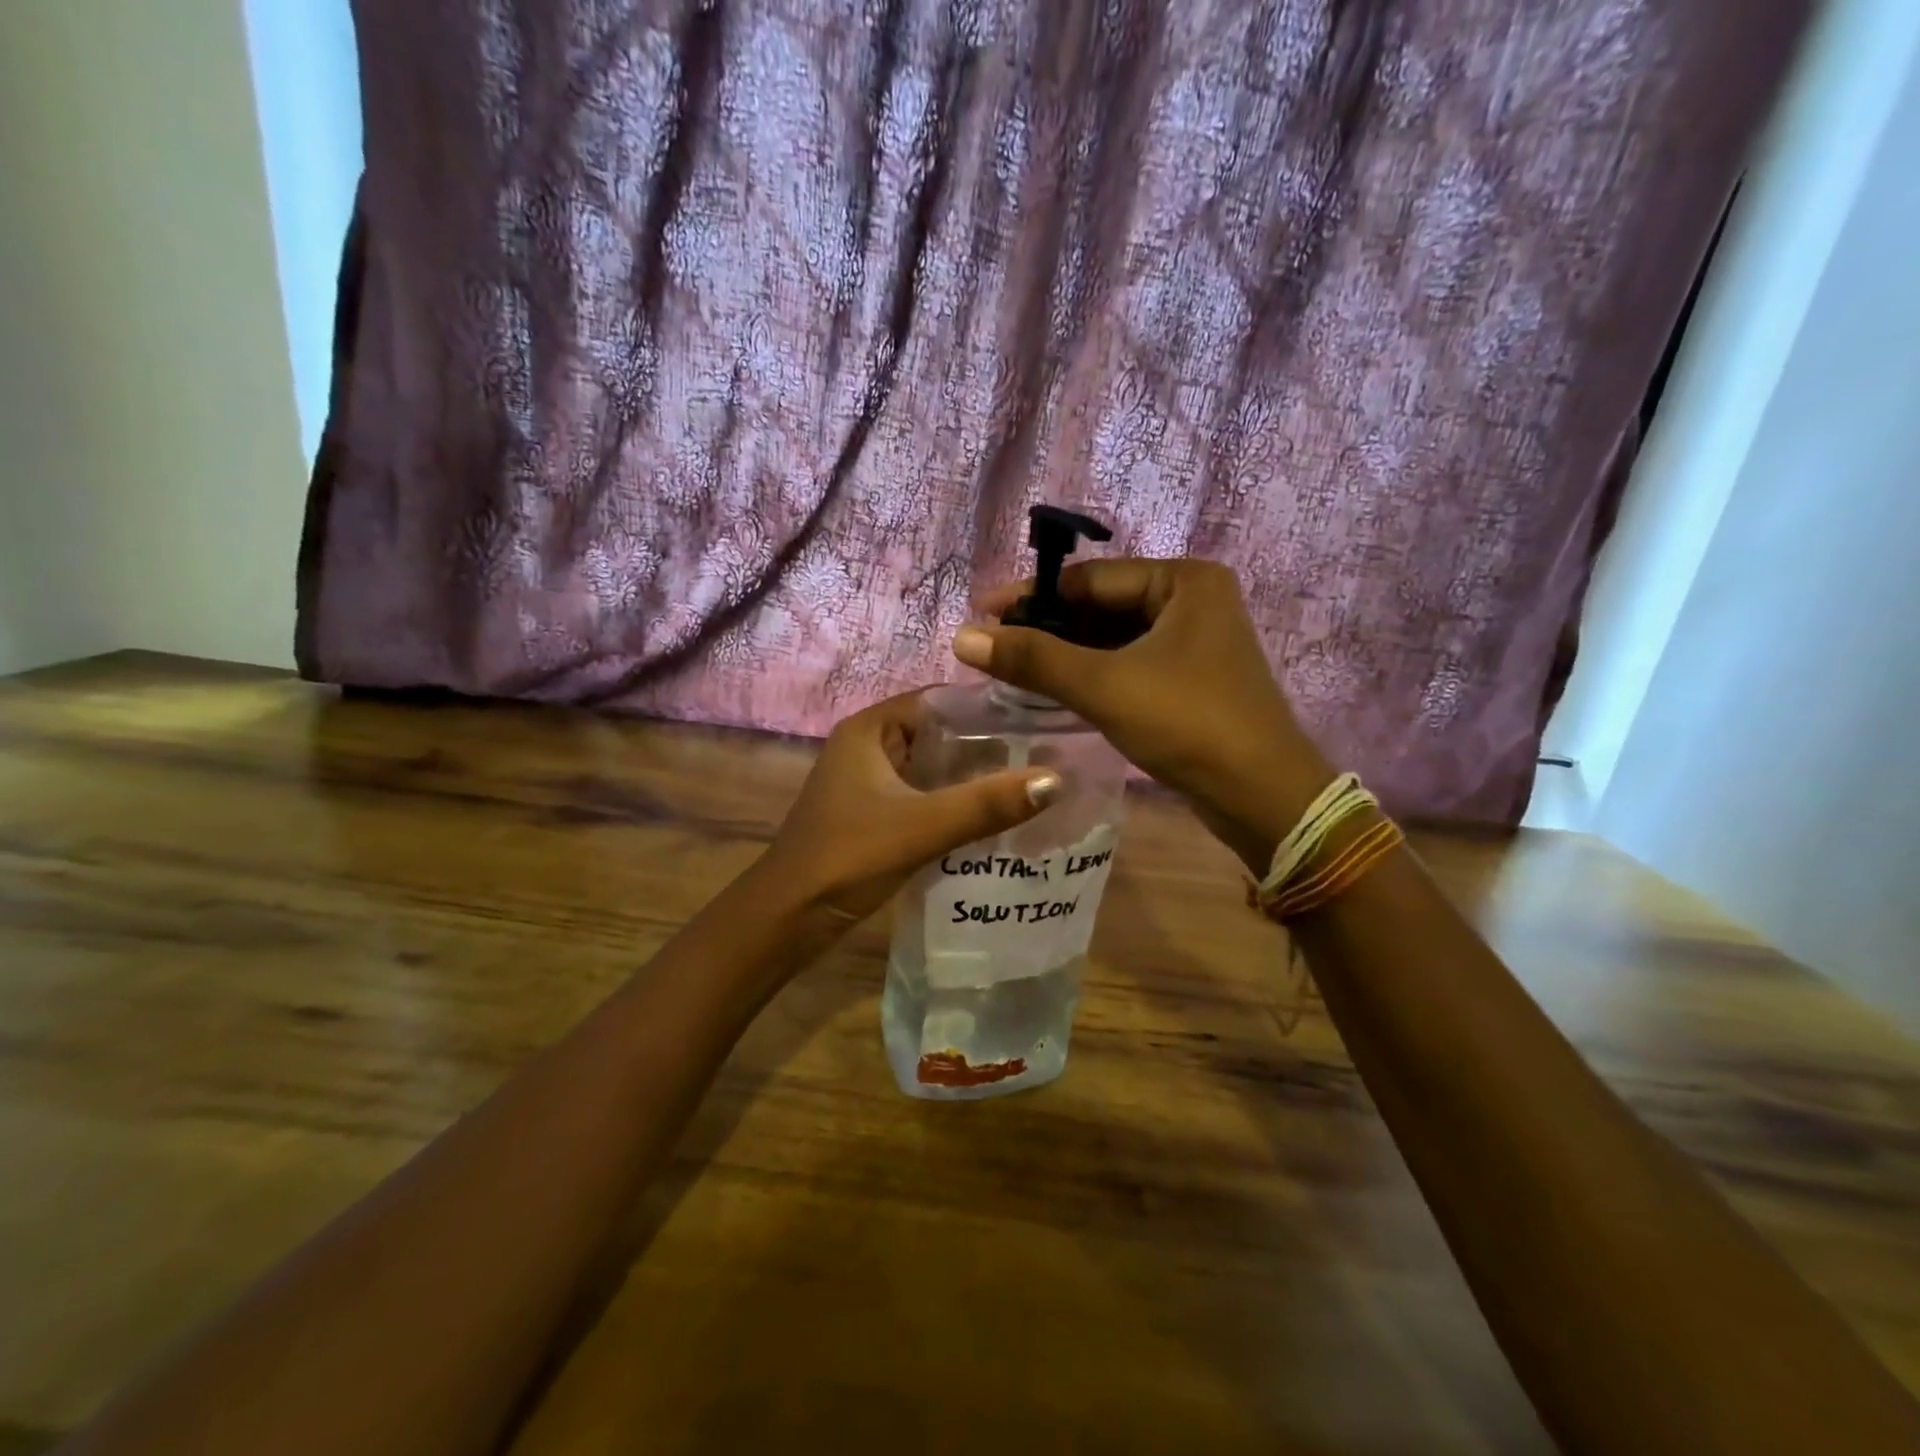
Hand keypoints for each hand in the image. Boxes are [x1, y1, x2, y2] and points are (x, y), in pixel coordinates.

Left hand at [761, 690, 1061, 920]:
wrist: (788, 918)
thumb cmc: (848, 857)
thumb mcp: (922, 826)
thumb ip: (986, 804)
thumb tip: (1056, 779)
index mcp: (869, 730)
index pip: (939, 700)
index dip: (986, 708)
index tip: (1039, 721)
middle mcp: (868, 747)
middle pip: (938, 734)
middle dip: (986, 747)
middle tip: (1046, 755)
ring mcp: (868, 783)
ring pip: (932, 769)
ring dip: (972, 778)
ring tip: (1031, 783)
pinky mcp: (873, 815)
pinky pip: (923, 797)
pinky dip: (954, 803)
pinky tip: (993, 818)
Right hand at [954, 558, 1333, 872]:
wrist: (1262, 797)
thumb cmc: (1187, 724)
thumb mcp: (1104, 686)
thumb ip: (1033, 659)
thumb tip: (962, 637)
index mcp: (1183, 581)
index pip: (1090, 578)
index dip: (1031, 597)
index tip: (980, 616)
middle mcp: (1193, 601)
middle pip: (1101, 606)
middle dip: (1047, 628)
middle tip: (992, 646)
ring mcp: (1195, 642)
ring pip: (1113, 639)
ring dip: (1066, 654)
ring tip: (1012, 668)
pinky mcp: (1191, 679)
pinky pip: (1128, 664)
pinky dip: (1092, 674)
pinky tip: (1054, 689)